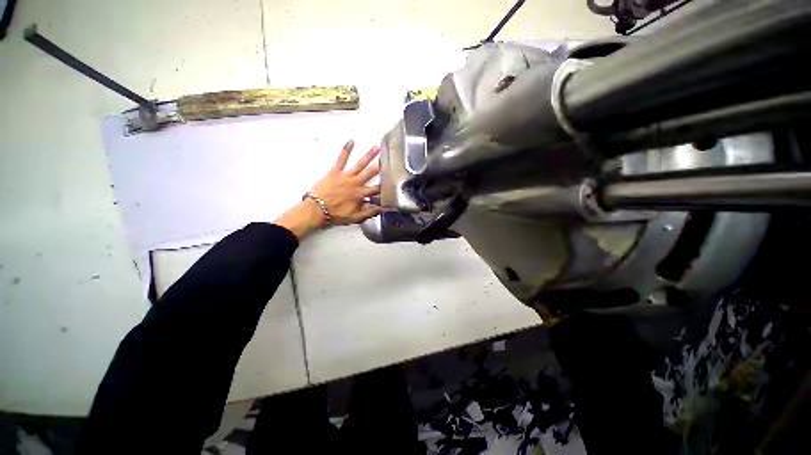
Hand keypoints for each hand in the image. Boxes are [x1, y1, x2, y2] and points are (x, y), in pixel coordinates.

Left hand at [275, 140, 380, 238]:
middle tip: (388, 159)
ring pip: (360, 164)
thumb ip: (370, 212)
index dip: (385, 186)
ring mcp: (346, 175)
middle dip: (380, 166)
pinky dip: (346, 150)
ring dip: (369, 155)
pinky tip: (351, 141)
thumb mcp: (356, 217)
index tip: (392, 182)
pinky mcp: (335, 171)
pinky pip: (341, 158)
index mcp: (361, 194)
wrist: (316, 209)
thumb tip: (382, 208)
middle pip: (371, 173)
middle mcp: (356, 183)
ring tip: (376, 147)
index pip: (377, 189)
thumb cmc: (336, 214)